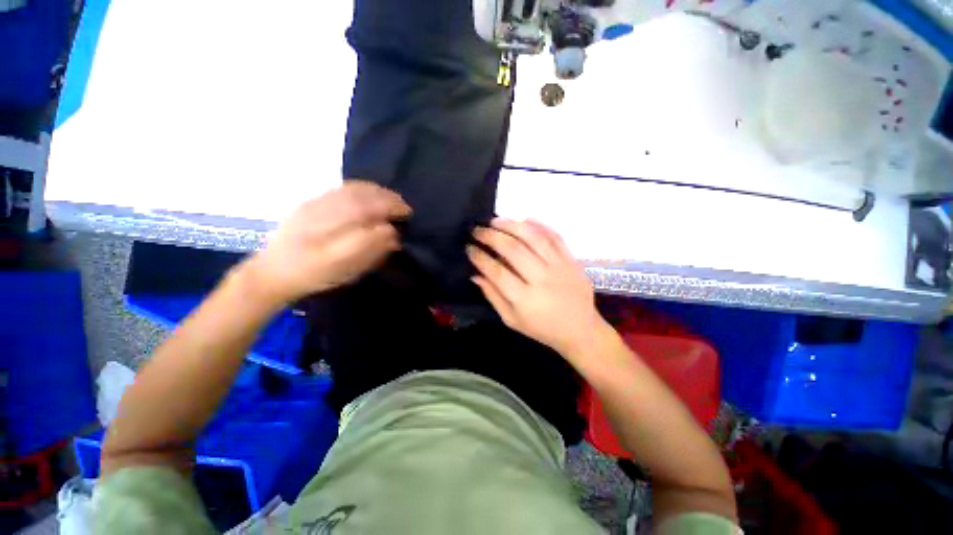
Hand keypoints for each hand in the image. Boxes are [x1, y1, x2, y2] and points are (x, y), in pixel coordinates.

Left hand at [247, 181, 410, 304]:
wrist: (273, 272)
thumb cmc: (314, 276)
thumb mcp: (345, 272)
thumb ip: (370, 251)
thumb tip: (392, 233)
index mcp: (329, 237)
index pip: (367, 215)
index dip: (390, 211)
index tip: (408, 215)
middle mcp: (321, 215)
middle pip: (360, 199)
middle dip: (387, 199)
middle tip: (404, 207)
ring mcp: (314, 206)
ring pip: (351, 191)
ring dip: (377, 192)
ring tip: (393, 199)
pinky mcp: (310, 202)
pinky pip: (341, 189)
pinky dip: (362, 188)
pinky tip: (372, 192)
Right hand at [468, 218, 606, 357]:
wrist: (581, 329)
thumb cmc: (542, 328)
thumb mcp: (512, 320)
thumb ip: (493, 296)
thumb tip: (475, 274)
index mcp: (525, 300)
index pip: (497, 272)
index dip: (480, 257)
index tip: (469, 247)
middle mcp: (542, 279)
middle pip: (513, 250)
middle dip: (491, 236)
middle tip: (478, 230)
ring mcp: (559, 266)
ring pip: (533, 238)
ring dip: (512, 225)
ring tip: (495, 220)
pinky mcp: (571, 259)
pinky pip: (554, 236)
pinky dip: (538, 225)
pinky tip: (523, 219)